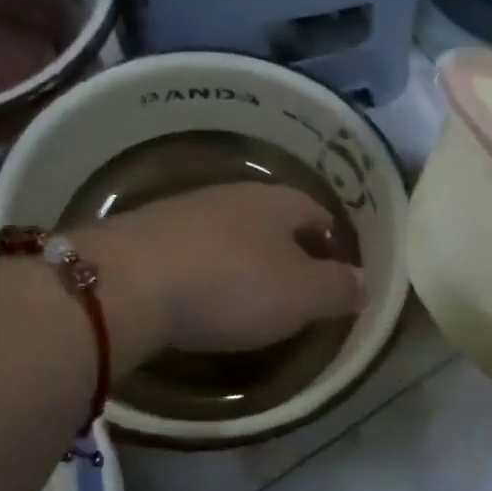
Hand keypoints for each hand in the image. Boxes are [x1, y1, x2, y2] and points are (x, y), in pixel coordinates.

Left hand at [80, 183, 364, 358]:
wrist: (126, 283)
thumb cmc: (230, 286)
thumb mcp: (301, 296)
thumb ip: (338, 288)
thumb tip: (365, 281)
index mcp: (278, 202)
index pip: (317, 212)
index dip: (331, 240)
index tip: (335, 270)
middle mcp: (234, 195)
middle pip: (272, 218)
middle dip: (287, 247)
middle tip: (295, 285)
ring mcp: (185, 209)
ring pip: (230, 230)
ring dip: (243, 256)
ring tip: (247, 292)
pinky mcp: (146, 232)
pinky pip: (192, 248)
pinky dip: (205, 267)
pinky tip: (199, 293)